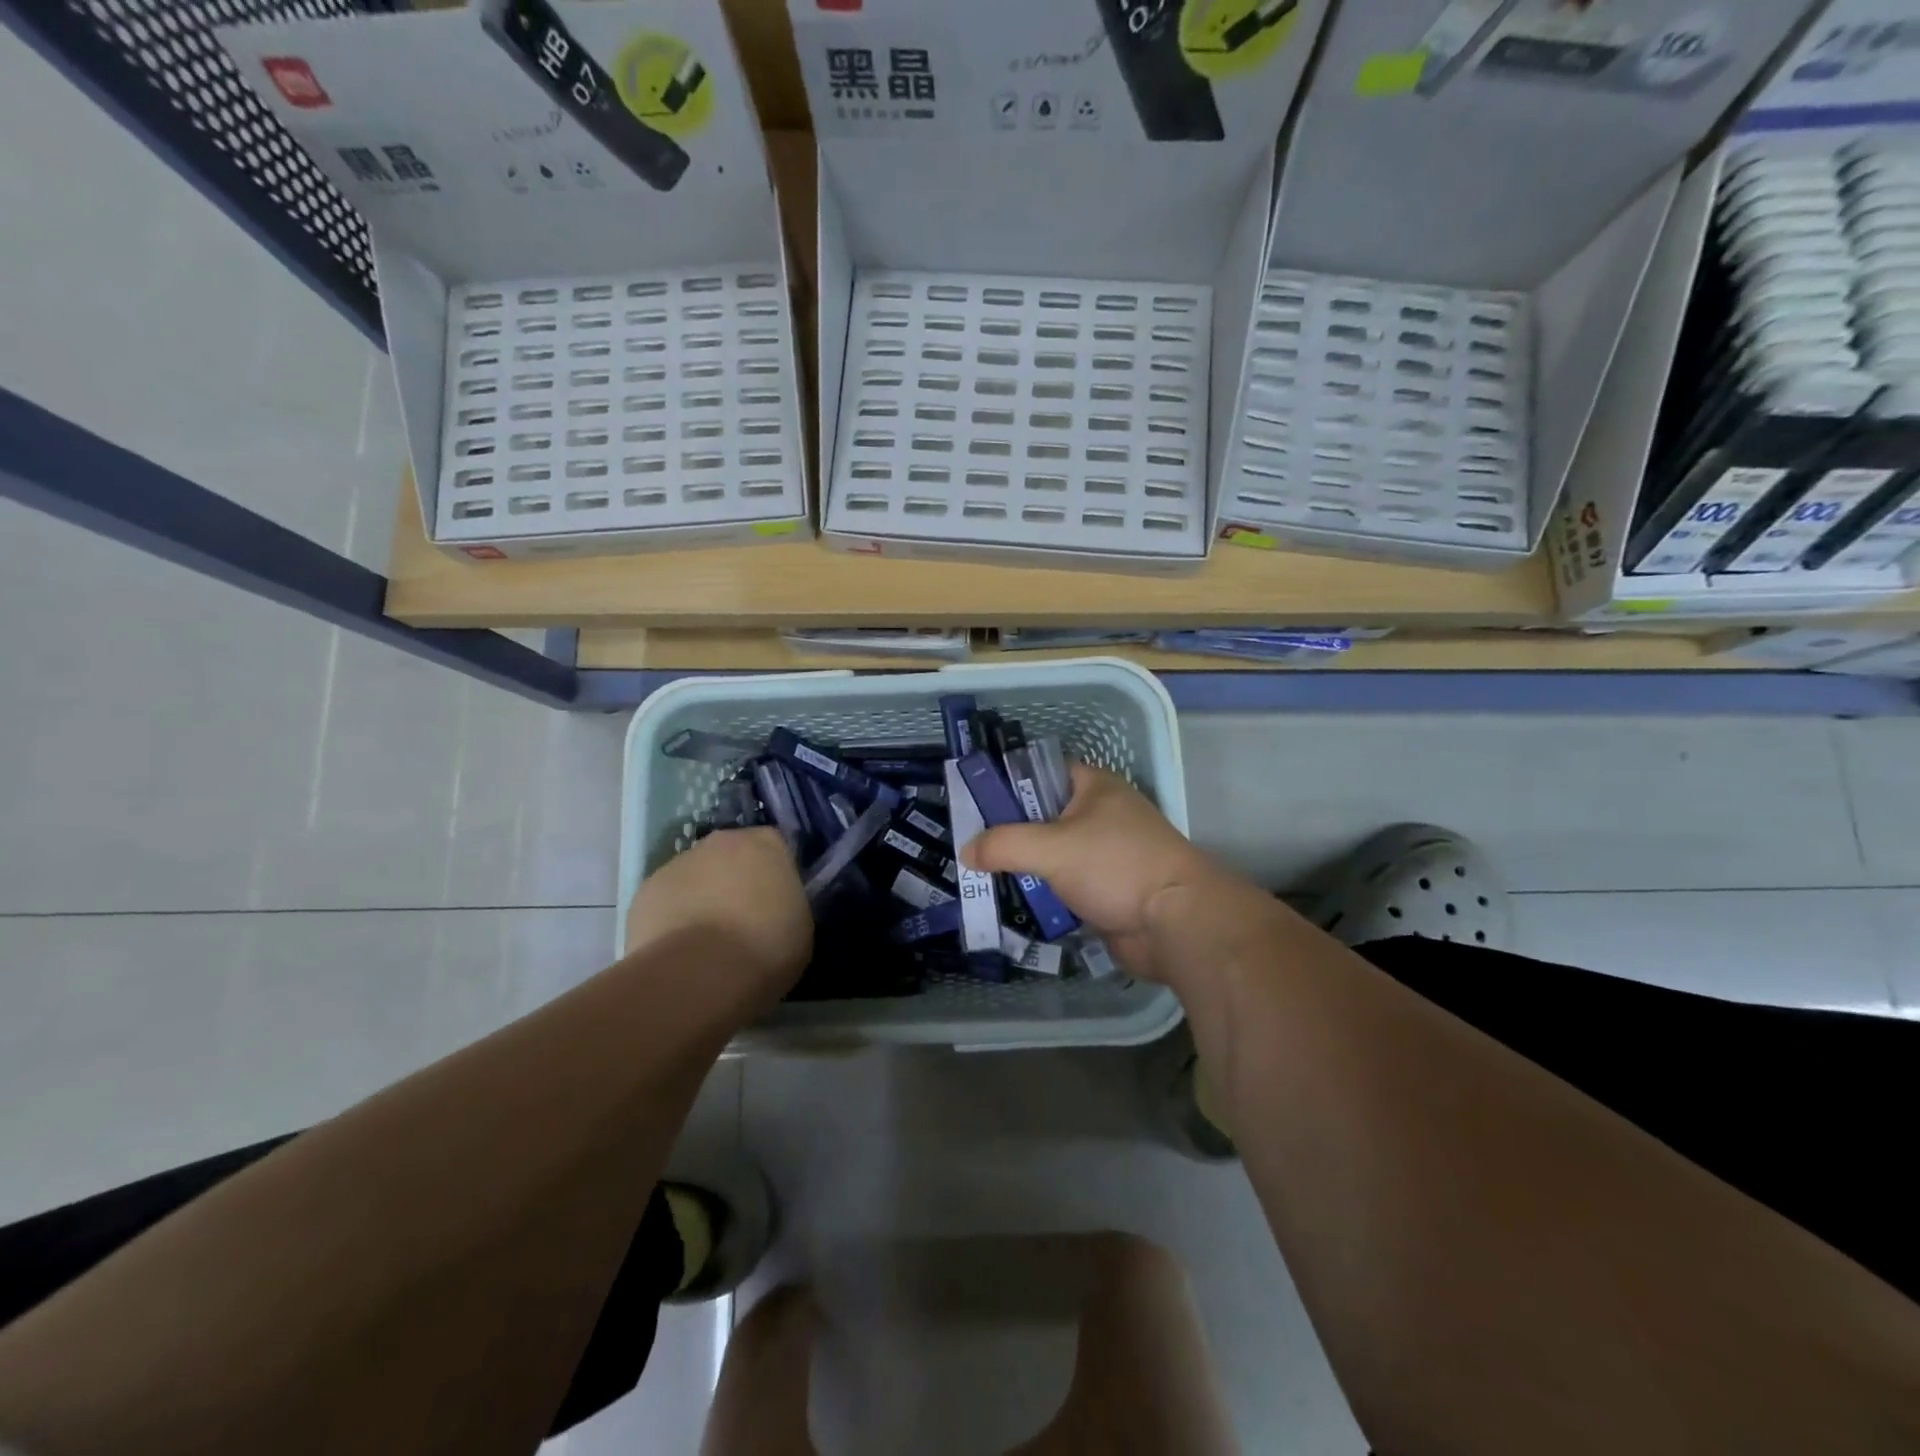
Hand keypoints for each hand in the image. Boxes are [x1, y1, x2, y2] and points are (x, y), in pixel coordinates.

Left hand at [625, 828, 811, 1002]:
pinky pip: (666, 901)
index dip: (773, 875)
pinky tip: (679, 951)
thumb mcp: (800, 926)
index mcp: (765, 844)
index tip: (776, 903)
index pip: (774, 848)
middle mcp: (720, 842)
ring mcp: (678, 863)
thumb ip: (787, 904)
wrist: (699, 974)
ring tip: (706, 944)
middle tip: (742, 921)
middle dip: (734, 881)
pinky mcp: (645, 891)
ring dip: (701, 898)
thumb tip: (775, 908)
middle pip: (730, 856)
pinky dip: (672, 919)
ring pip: (695, 877)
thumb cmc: (765, 948)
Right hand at [959, 764, 1239, 980]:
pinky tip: (1011, 899)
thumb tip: (966, 851)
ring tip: (981, 873)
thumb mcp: (1051, 848)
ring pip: (1053, 853)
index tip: (975, 801)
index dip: (1009, 782)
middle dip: (1010, 830)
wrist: (1175, 923)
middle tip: (970, 843)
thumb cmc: (1116, 866)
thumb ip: (1004, 845)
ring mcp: (1105, 853)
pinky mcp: (1107, 889)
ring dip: (1024, 864)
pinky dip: (1042, 891)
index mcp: (1094, 786)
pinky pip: (1064, 884)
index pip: (1043, 771)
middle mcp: (1101, 814)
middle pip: (1043, 814)